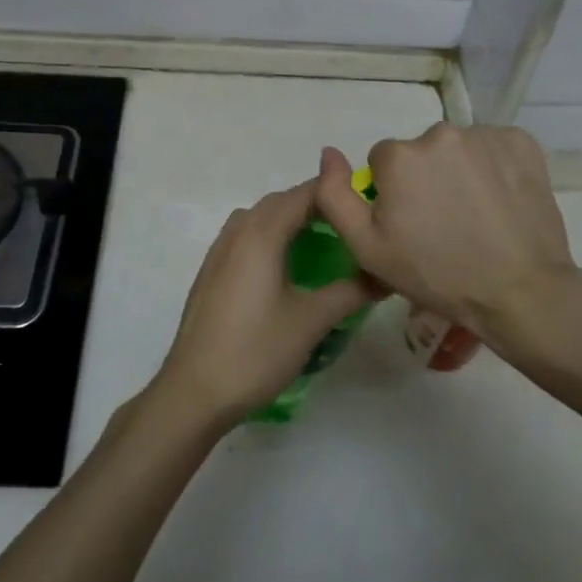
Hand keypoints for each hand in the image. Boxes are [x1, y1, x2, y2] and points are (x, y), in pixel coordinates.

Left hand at [150, 179, 378, 430]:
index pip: (304, 194)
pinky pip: (244, 238)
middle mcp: (236, 232)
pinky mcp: (211, 272)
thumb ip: (351, 291)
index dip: (336, 191)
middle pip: (280, 202)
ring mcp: (218, 251)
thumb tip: (386, 274)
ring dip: (289, 220)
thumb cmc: (256, 350)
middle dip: (315, 205)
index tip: (367, 203)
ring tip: (321, 243)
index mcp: (261, 233)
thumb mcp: (311, 321)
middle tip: (351, 225)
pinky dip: (269, 237)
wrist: (194, 390)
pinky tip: (284, 268)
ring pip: (259, 218)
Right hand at [314, 126, 581, 395]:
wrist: (520, 292)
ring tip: (476, 216)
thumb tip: (329, 153)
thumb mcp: (367, 248)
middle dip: (426, 179)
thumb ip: (335, 196)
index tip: (411, 224)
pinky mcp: (522, 143)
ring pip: (458, 149)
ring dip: (460, 172)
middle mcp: (440, 133)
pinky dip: (494, 167)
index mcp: (399, 156)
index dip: (393, 193)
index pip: (384, 162)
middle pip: (421, 152)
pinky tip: (500, 201)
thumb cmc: (436, 274)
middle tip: (444, 224)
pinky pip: (494, 148)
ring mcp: (485, 136)